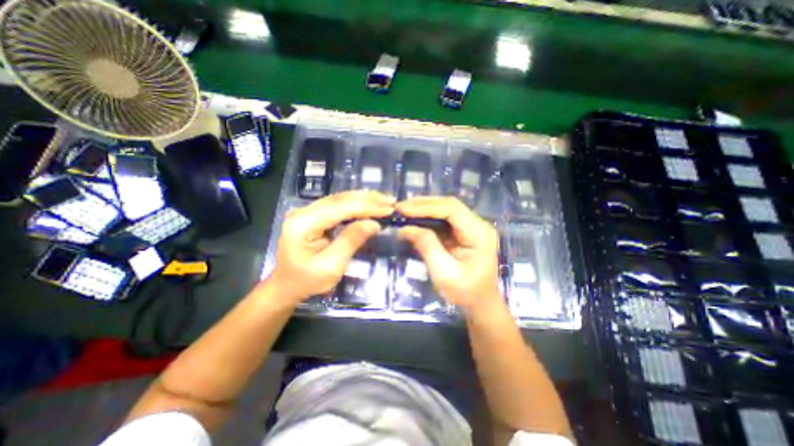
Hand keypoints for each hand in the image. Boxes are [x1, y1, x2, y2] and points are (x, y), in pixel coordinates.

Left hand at [268, 190, 394, 303]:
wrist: (286, 286)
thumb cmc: (307, 281)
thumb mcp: (331, 266)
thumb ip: (351, 241)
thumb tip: (374, 224)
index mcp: (303, 224)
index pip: (340, 208)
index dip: (366, 206)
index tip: (388, 208)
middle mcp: (304, 211)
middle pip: (340, 199)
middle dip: (368, 199)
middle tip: (390, 201)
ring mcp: (308, 211)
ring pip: (340, 199)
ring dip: (364, 199)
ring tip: (384, 200)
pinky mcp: (314, 215)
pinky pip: (338, 205)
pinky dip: (356, 204)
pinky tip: (369, 204)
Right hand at [397, 196, 500, 311]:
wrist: (480, 303)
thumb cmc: (465, 292)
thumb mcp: (444, 273)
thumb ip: (427, 246)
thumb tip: (406, 228)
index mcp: (479, 233)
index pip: (452, 209)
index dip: (427, 207)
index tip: (404, 209)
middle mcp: (477, 224)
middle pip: (449, 205)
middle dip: (423, 205)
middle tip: (400, 208)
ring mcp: (470, 227)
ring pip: (445, 210)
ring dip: (423, 209)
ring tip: (403, 211)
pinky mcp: (461, 232)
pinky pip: (443, 220)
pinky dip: (426, 218)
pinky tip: (413, 220)